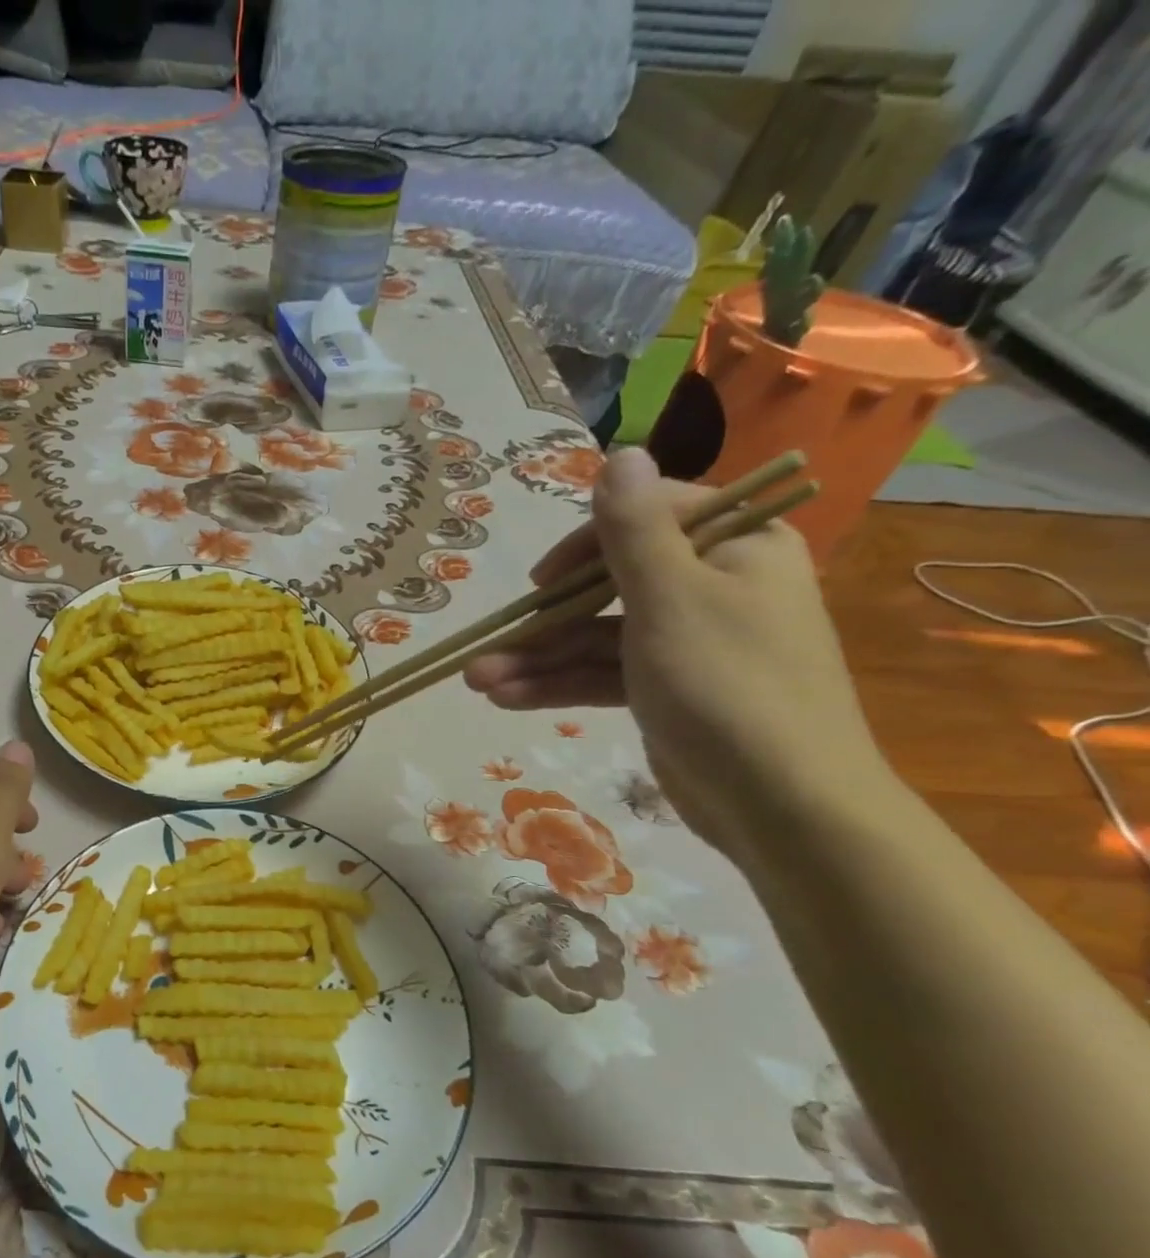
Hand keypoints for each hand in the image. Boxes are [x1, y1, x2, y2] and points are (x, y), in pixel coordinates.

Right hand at [463, 449, 890, 854]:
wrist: (782, 804)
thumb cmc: (727, 685)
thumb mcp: (671, 598)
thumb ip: (634, 529)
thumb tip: (620, 452)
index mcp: (734, 546)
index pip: (646, 519)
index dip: (583, 546)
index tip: (541, 582)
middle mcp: (712, 586)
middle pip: (608, 587)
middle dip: (543, 622)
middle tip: (486, 648)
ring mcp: (686, 643)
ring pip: (596, 638)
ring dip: (537, 660)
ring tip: (476, 683)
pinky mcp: (666, 690)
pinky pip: (604, 675)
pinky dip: (558, 686)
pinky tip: (506, 700)